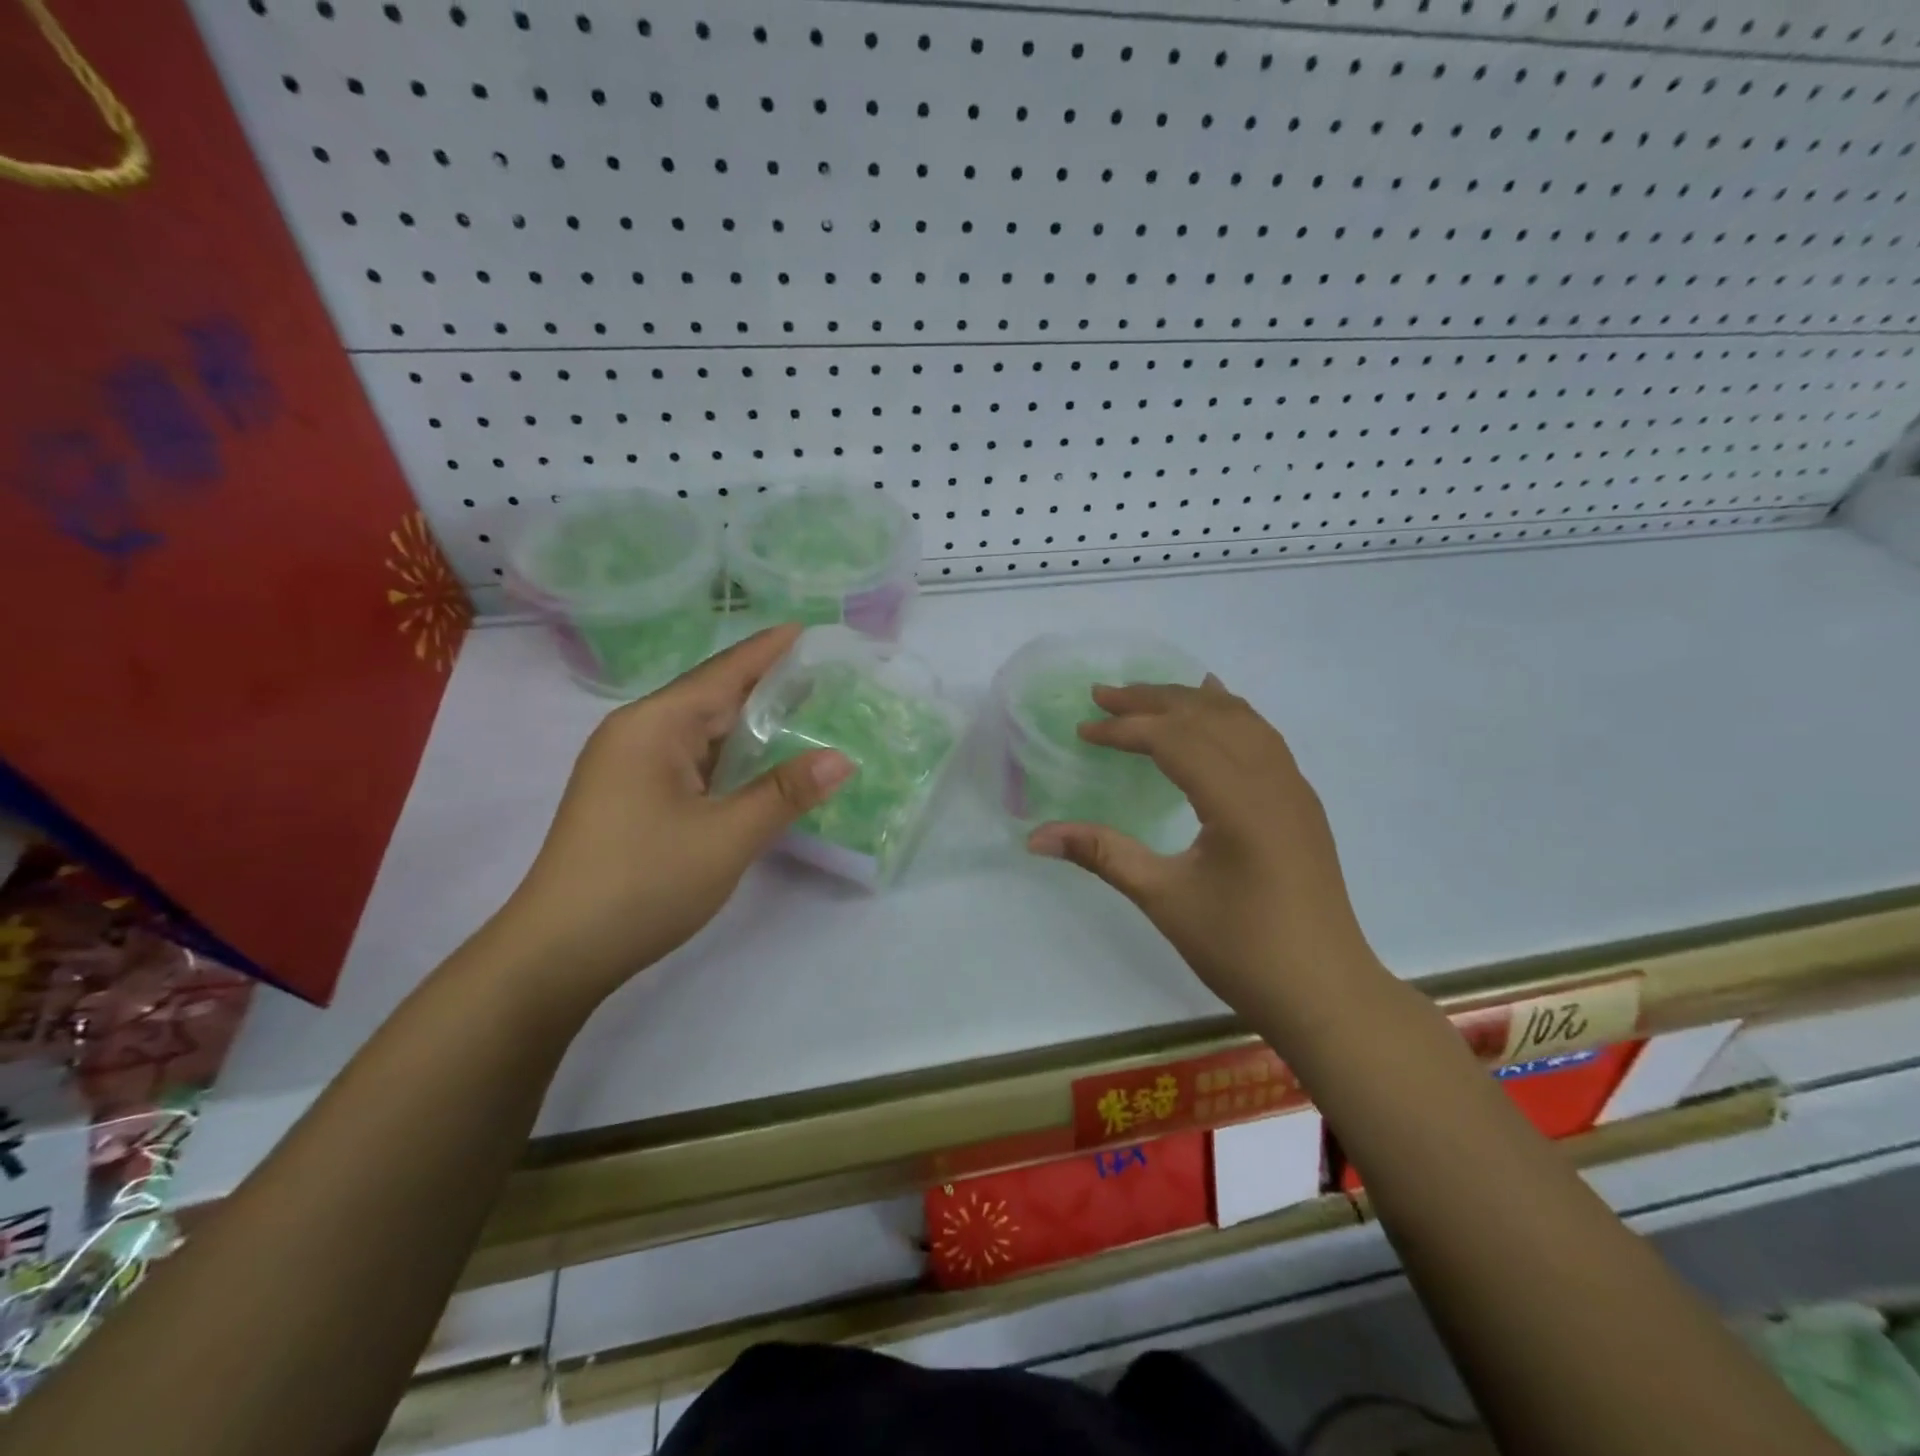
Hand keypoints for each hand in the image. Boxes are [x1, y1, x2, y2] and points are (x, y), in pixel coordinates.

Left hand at [497, 625, 852, 1002]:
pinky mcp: (630, 798)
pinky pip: (690, 762)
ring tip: (805, 714)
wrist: (557, 953)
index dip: (768, 651)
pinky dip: (729, 758)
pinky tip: (759, 765)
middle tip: (824, 677)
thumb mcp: (727, 837)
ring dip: (749, 726)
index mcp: (654, 726)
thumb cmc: (643, 882)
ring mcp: (628, 768)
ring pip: (701, 733)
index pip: (723, 673)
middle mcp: (637, 735)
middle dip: (766, 687)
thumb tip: (842, 758)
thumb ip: (786, 793)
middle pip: (711, 698)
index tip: (809, 629)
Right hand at [1027, 678, 1384, 1034]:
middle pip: (1207, 716)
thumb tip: (1036, 836)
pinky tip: (1216, 706)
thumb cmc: (1242, 949)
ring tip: (1147, 694)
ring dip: (1189, 701)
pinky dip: (1229, 713)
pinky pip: (1263, 737)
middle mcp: (1272, 780)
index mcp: (1239, 802)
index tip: (1083, 731)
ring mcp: (1293, 788)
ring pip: (1240, 719)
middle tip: (1102, 695)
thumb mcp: (1164, 899)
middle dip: (1152, 699)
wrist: (1325, 993)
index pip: (1175, 740)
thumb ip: (1102, 854)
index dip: (1125, 729)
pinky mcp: (1301, 802)